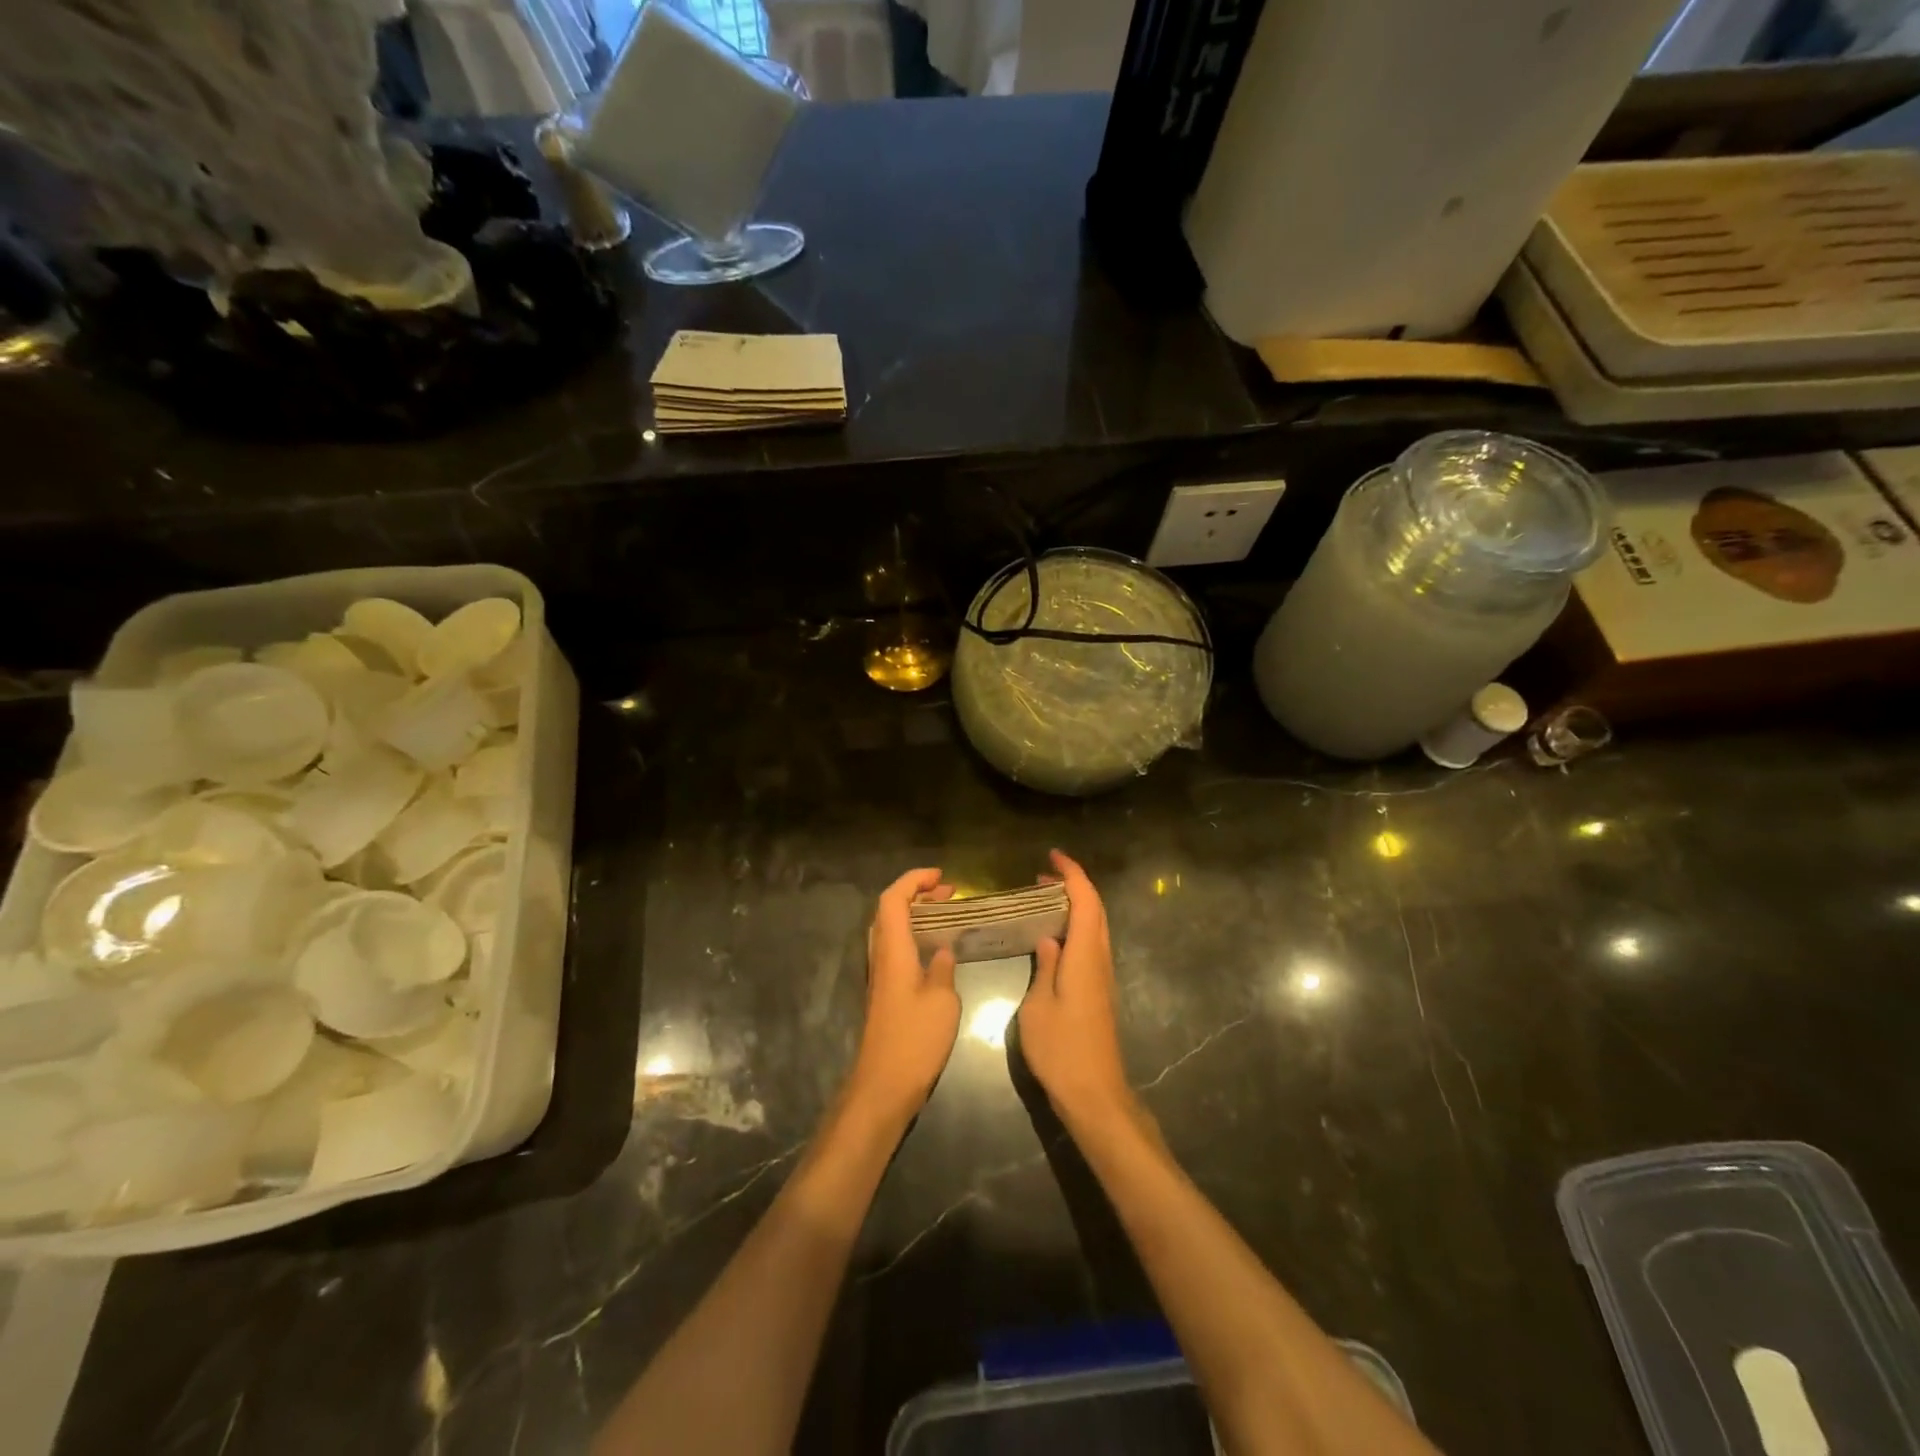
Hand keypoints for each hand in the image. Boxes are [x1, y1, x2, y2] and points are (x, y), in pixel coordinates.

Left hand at [845, 867, 960, 1126]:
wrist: (884, 1084)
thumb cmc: (915, 1040)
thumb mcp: (942, 1001)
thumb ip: (943, 969)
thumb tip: (942, 951)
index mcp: (893, 951)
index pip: (893, 900)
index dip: (914, 881)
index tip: (941, 877)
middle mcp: (881, 957)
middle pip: (889, 910)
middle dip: (917, 894)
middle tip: (949, 893)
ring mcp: (881, 975)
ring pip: (891, 929)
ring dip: (916, 915)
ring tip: (947, 914)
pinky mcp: (885, 992)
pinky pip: (896, 948)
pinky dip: (915, 936)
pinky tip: (937, 949)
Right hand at [1017, 850, 1134, 1126]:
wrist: (1094, 1093)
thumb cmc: (1061, 1050)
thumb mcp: (1038, 1006)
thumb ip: (1045, 967)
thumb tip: (1048, 939)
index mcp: (1085, 956)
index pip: (1085, 901)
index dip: (1072, 874)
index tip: (1053, 857)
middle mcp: (1100, 959)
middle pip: (1096, 909)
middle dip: (1074, 885)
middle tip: (1043, 876)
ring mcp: (1103, 976)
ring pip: (1096, 926)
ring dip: (1076, 905)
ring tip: (1045, 899)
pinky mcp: (1100, 991)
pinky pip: (1092, 944)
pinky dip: (1077, 926)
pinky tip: (1054, 936)